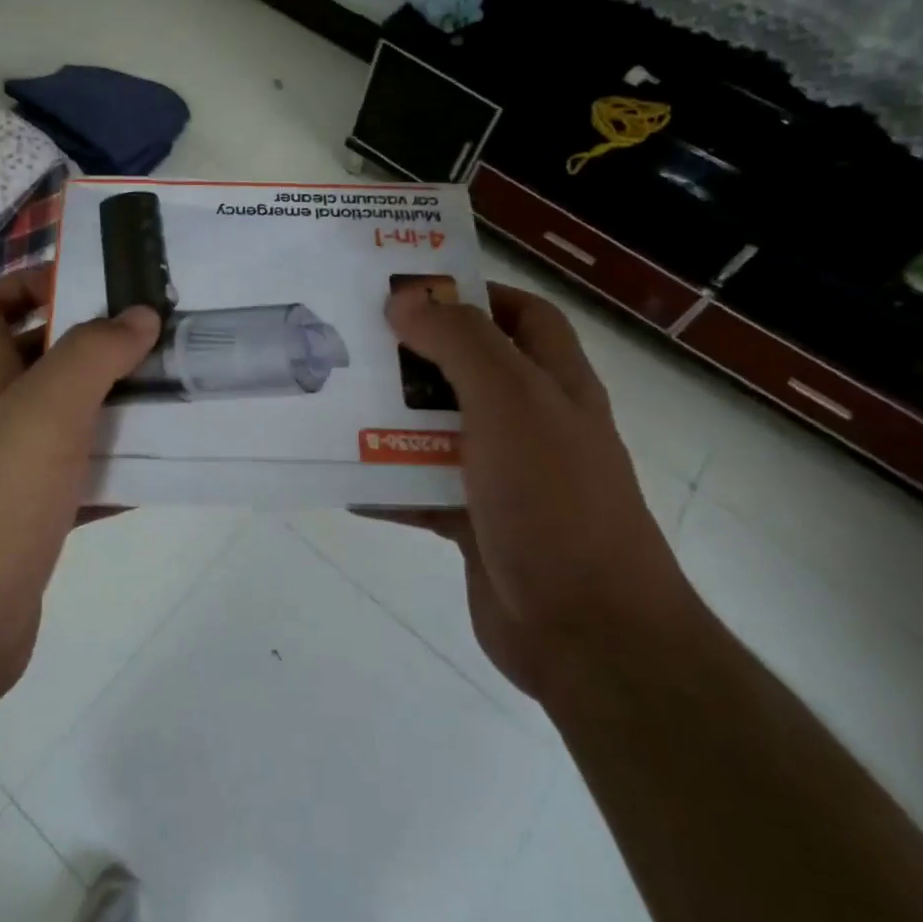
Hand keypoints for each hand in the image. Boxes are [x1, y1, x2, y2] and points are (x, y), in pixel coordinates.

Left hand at [0, 267, 159, 709]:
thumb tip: (139, 314)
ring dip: (112, 409)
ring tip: (172, 398)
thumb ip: (92, 355)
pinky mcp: (28, 524)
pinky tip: (159, 473)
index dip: (29, 283)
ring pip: (65, 423)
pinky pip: (78, 481)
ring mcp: (6, 475)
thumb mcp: (43, 413)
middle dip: (92, 347)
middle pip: (36, 361)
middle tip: (157, 342)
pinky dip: (114, 471)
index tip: (94, 288)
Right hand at [380, 282, 700, 701]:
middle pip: (468, 369)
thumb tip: (406, 300)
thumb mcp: (510, 401)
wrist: (587, 631)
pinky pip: (420, 489)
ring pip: (438, 430)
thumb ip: (460, 342)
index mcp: (554, 383)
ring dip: (392, 417)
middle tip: (356, 339)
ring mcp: (504, 475)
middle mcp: (532, 422)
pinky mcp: (475, 522)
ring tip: (335, 400)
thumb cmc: (554, 499)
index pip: (523, 315)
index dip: (475, 293)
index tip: (412, 290)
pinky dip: (386, 483)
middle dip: (416, 354)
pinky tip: (344, 479)